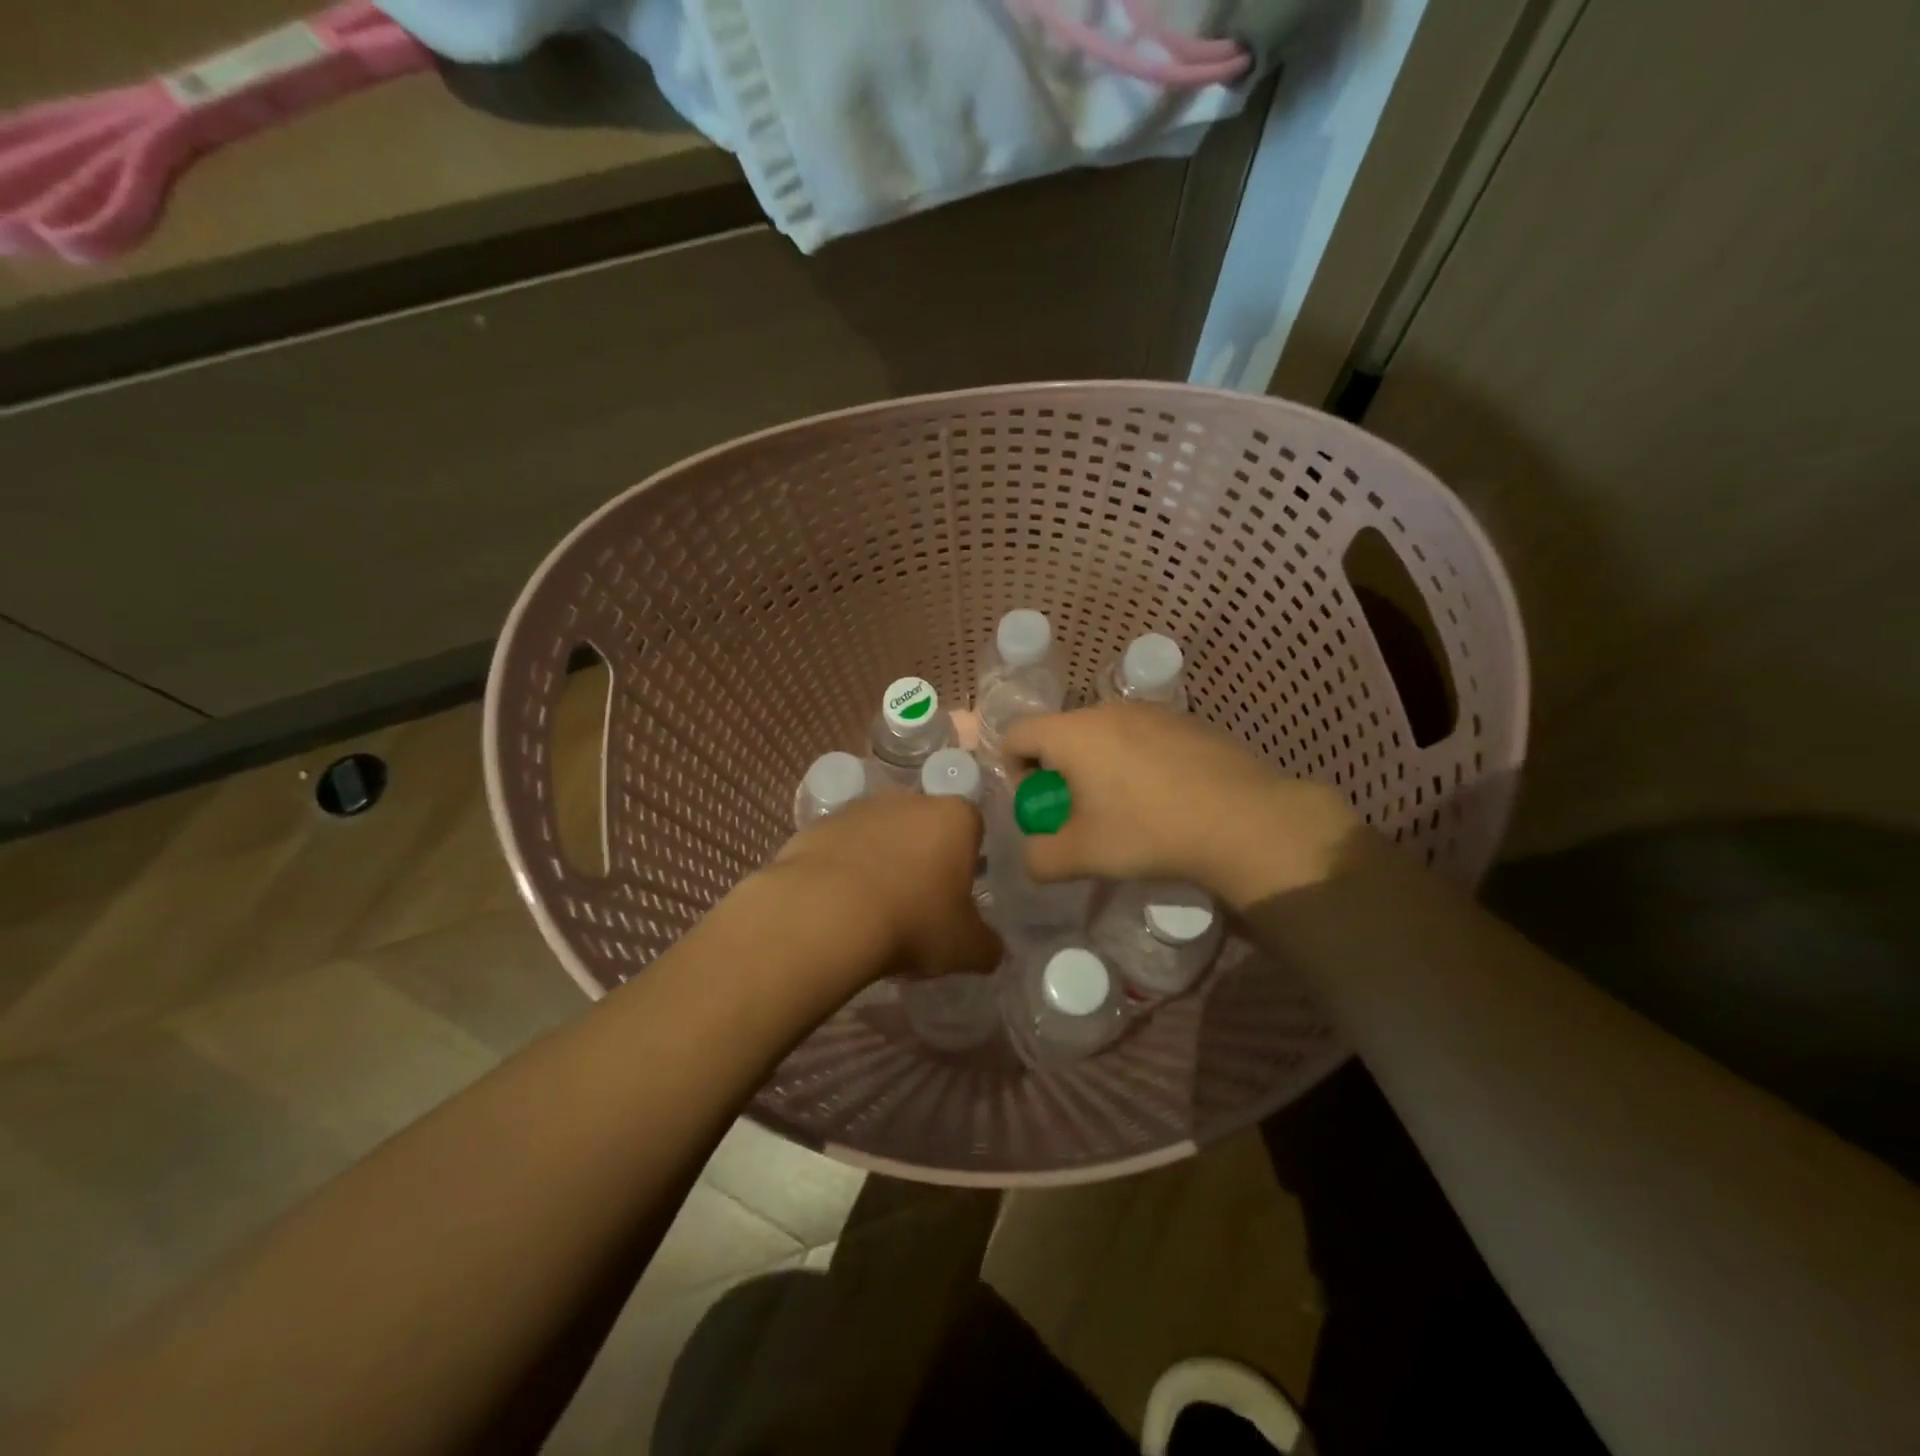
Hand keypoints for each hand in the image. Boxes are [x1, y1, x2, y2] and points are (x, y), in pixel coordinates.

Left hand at [761, 792, 1001, 988]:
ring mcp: (860, 808)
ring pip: (881, 832)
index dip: (967, 860)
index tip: (956, 894)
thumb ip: (987, 945)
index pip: (973, 827)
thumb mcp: (966, 948)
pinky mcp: (819, 825)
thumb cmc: (913, 922)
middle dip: (923, 855)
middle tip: (916, 901)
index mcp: (955, 818)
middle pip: (924, 825)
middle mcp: (910, 800)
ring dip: (881, 859)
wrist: (826, 915)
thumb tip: (991, 949)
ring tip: (872, 906)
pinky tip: (838, 904)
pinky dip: (843, 867)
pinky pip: (841, 846)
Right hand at [1002, 704, 1359, 908]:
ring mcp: (1152, 711)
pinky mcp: (1186, 721)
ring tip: (1126, 809)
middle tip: (1081, 814)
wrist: (1245, 821)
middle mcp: (1107, 710)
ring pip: (1103, 735)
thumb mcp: (1082, 856)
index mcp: (1073, 733)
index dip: (1014, 771)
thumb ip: (1040, 858)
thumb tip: (1032, 857)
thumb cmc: (1149, 832)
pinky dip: (1136, 762)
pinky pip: (1141, 737)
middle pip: (1061, 734)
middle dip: (1059, 772)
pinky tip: (1165, 798)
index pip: (1016, 734)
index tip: (1041, 806)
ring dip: (1098, 767)